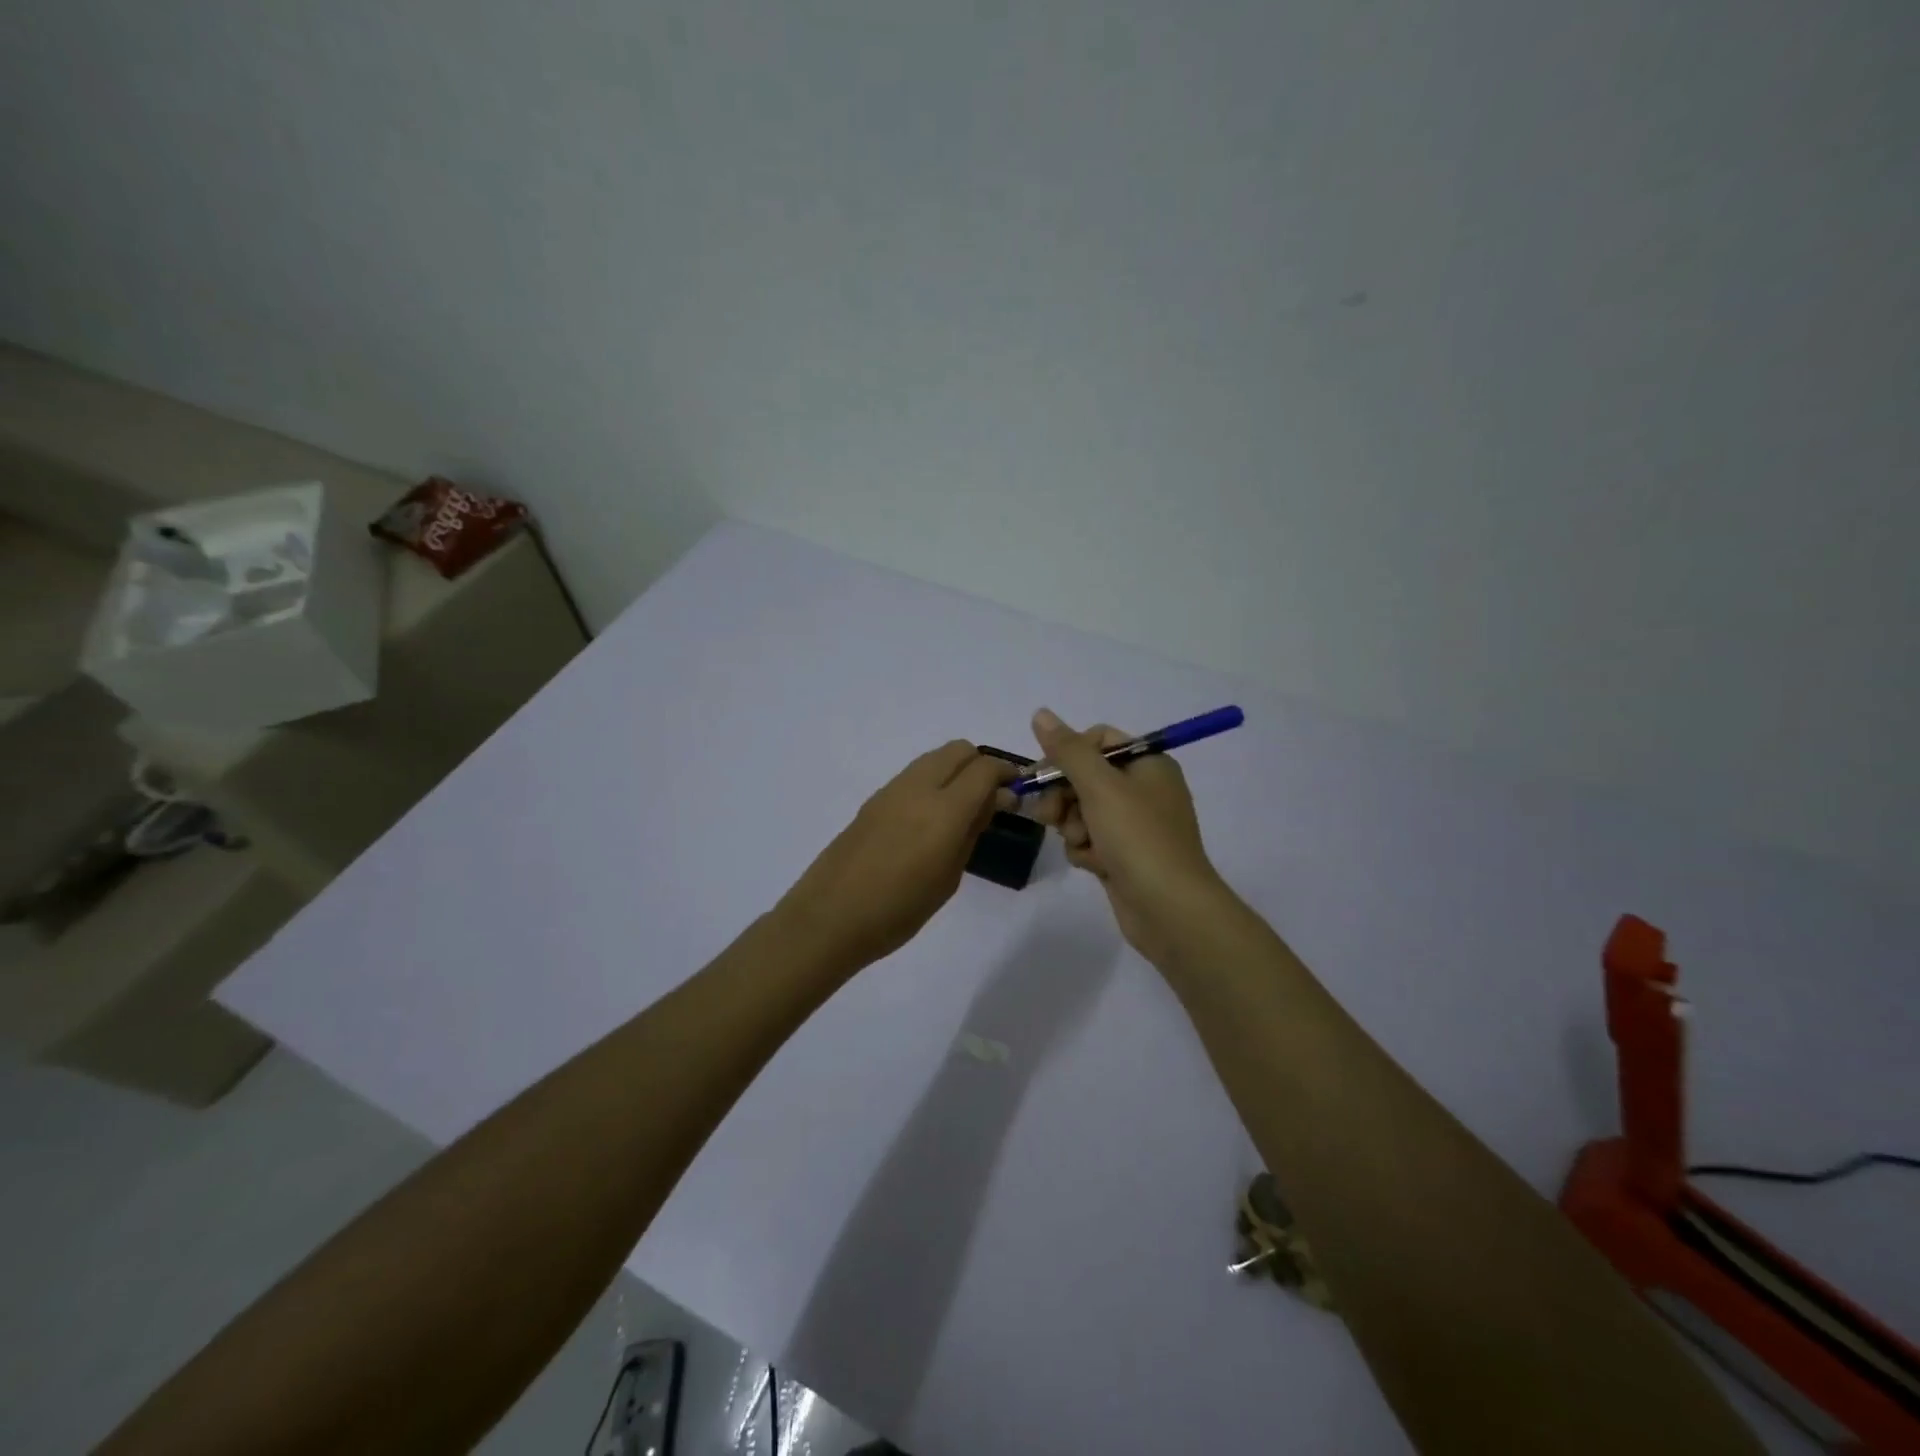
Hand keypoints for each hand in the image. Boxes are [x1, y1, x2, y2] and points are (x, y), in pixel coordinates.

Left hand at [777, 741, 1015, 970]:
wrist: (831, 917)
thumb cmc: (899, 909)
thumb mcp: (949, 876)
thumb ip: (972, 831)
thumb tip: (991, 801)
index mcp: (944, 809)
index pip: (985, 768)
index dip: (1007, 775)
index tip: (1016, 794)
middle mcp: (918, 787)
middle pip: (959, 750)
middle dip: (981, 765)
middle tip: (990, 799)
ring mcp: (892, 789)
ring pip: (935, 758)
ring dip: (955, 771)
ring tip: (960, 810)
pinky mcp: (874, 799)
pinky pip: (913, 775)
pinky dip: (932, 782)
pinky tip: (929, 819)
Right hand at [1026, 708, 1229, 964]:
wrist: (1170, 909)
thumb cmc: (1138, 838)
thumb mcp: (1100, 786)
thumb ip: (1067, 750)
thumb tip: (1040, 713)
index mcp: (1148, 763)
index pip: (1098, 740)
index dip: (1068, 754)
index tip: (1043, 774)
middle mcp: (1143, 789)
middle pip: (1085, 777)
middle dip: (1064, 796)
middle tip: (1050, 814)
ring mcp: (1134, 825)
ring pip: (1081, 811)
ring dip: (1073, 826)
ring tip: (1083, 844)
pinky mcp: (1124, 855)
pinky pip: (1090, 840)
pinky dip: (1086, 850)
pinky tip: (1093, 865)